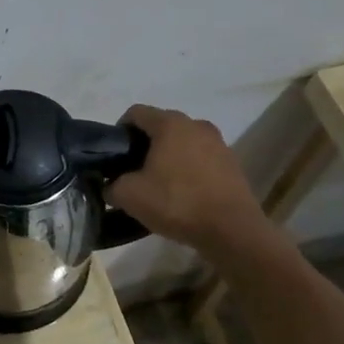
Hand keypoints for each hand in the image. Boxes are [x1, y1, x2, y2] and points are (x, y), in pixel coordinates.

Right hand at [106, 104, 275, 257]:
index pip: (135, 113)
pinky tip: (183, 194)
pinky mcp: (232, 163)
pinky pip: (201, 158)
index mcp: (170, 124)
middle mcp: (196, 125)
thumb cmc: (176, 203)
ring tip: (159, 184)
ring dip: (168, 157)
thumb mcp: (129, 196)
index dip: (119, 131)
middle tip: (133, 172)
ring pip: (182, 142)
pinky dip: (188, 169)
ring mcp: (219, 143)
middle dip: (144, 145)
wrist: (232, 230)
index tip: (115, 156)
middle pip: (161, 126)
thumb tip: (110, 186)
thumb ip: (111, 185)